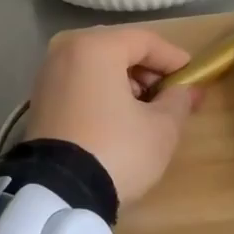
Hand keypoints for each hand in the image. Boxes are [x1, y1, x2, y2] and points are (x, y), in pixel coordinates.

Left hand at [22, 26, 201, 205]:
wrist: (58, 193)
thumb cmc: (117, 150)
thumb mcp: (161, 128)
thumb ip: (179, 100)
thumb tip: (187, 90)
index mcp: (96, 47)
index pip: (146, 41)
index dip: (174, 59)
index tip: (193, 78)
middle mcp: (66, 52)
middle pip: (119, 49)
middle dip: (149, 71)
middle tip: (172, 95)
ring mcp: (47, 76)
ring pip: (97, 67)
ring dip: (126, 82)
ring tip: (147, 110)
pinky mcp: (39, 102)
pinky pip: (80, 84)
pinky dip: (102, 93)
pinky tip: (119, 119)